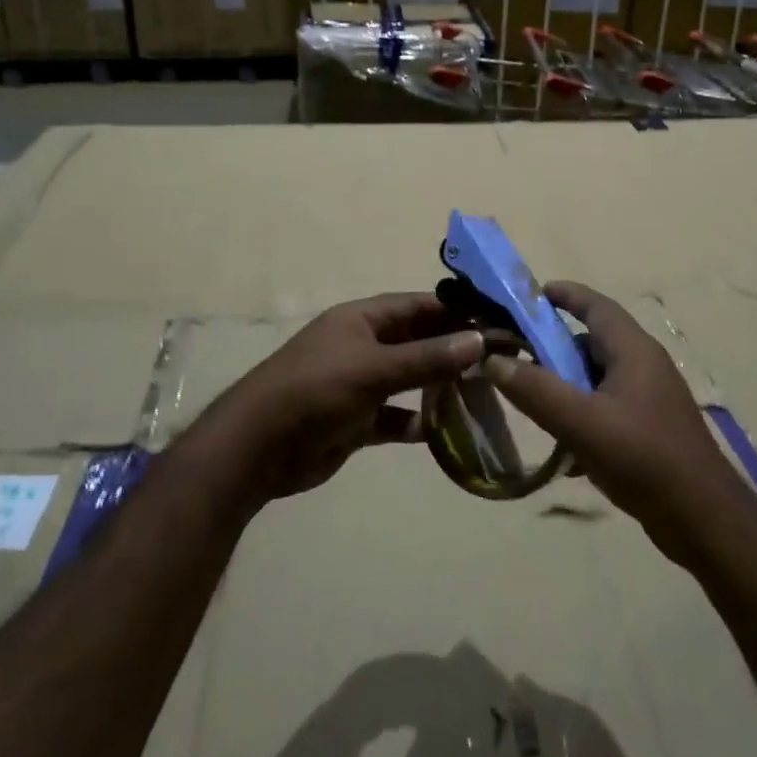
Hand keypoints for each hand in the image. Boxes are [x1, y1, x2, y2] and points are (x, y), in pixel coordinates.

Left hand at [206, 293, 483, 501]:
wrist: (257, 450)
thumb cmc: (315, 392)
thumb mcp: (373, 369)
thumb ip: (426, 358)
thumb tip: (480, 339)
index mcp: (362, 319)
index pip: (418, 306)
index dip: (456, 310)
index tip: (496, 320)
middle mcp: (362, 345)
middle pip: (417, 341)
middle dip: (453, 348)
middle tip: (499, 358)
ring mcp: (359, 383)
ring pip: (409, 378)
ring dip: (439, 385)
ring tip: (481, 392)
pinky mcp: (355, 420)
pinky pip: (394, 416)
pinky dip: (416, 422)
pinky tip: (443, 430)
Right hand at [483, 282, 756, 567]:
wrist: (703, 519)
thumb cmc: (643, 458)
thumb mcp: (581, 422)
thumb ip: (535, 390)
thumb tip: (494, 360)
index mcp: (634, 350)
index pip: (595, 305)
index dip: (563, 294)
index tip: (528, 295)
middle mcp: (644, 365)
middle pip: (593, 340)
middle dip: (554, 344)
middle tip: (515, 354)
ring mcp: (650, 398)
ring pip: (598, 376)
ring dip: (566, 382)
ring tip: (531, 399)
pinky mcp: (650, 429)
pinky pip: (607, 406)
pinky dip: (582, 412)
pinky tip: (562, 444)